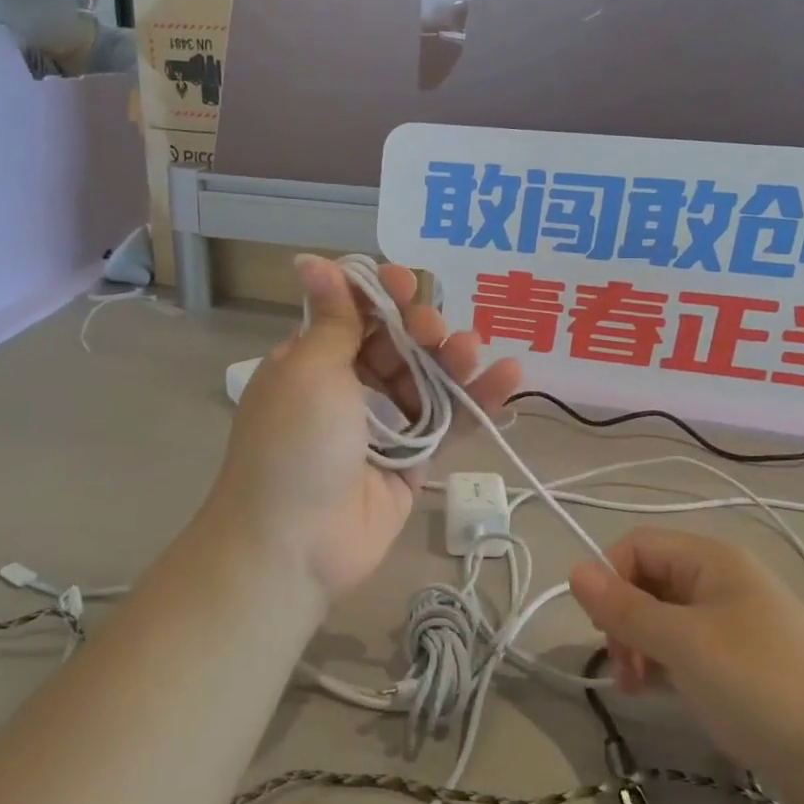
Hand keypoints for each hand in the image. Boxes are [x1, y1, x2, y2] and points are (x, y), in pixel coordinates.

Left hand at [205, 256, 520, 600]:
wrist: (295, 543)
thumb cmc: (295, 442)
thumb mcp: (311, 369)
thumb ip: (333, 318)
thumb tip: (312, 260)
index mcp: (312, 361)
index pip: (353, 314)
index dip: (381, 296)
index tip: (405, 284)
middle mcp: (347, 389)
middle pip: (396, 345)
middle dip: (420, 329)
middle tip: (435, 331)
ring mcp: (382, 426)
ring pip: (427, 381)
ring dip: (452, 361)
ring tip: (472, 350)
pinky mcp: (412, 462)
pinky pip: (448, 424)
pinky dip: (477, 401)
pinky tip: (509, 376)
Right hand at [569, 529, 803, 803]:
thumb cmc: (763, 686)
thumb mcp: (684, 644)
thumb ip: (625, 608)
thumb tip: (573, 570)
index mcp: (712, 559)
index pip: (637, 546)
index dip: (610, 579)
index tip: (604, 631)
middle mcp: (723, 582)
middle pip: (650, 580)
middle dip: (625, 619)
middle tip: (625, 668)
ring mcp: (738, 625)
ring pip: (667, 619)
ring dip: (643, 646)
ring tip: (639, 688)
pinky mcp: (747, 666)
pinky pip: (690, 650)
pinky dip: (669, 667)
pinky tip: (665, 696)